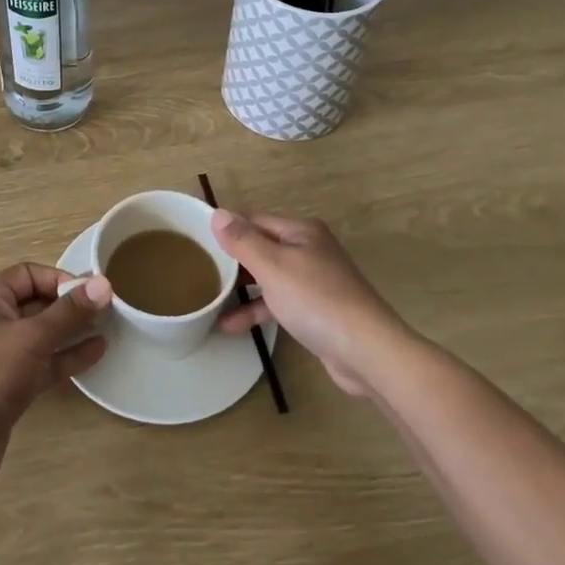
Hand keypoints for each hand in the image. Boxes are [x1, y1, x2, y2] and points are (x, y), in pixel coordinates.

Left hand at [0, 264, 112, 483]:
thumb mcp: (32, 338)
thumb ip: (69, 312)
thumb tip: (103, 283)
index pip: (27, 274)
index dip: (58, 278)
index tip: (89, 292)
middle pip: (36, 303)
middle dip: (69, 305)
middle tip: (106, 309)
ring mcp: (2, 357)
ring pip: (43, 335)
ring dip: (72, 330)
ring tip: (108, 327)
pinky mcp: (11, 387)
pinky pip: (44, 363)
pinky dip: (67, 356)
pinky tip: (97, 352)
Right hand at [211, 212, 409, 395]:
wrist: (367, 350)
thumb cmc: (316, 300)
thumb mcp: (272, 266)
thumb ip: (243, 240)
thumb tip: (217, 213)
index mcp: (301, 231)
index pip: (254, 221)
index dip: (227, 230)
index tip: (197, 244)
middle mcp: (309, 249)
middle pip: (262, 248)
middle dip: (232, 261)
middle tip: (199, 273)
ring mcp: (315, 281)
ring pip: (268, 277)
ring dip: (241, 289)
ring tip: (208, 300)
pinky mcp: (317, 310)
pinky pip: (278, 302)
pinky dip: (257, 309)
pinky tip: (230, 326)